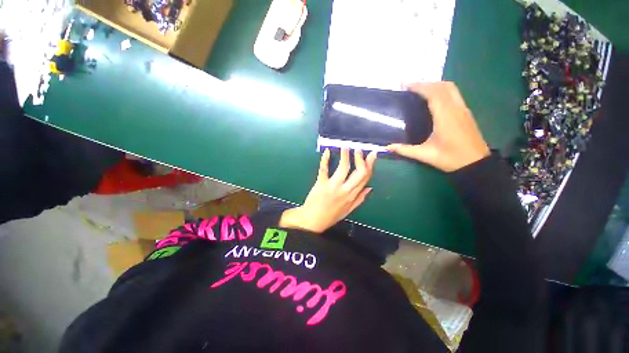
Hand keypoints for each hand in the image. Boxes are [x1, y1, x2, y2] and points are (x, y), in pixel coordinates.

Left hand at [279, 148, 376, 232]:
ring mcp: (333, 186)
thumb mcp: (349, 210)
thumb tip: (370, 188)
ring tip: (346, 147)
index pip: (365, 178)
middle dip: (360, 159)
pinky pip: (324, 169)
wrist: (313, 221)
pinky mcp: (321, 184)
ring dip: (345, 155)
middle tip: (358, 149)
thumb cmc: (331, 216)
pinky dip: (325, 159)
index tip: (371, 155)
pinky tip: (327, 151)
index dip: (370, 165)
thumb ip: (360, 199)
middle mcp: (345, 190)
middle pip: (359, 172)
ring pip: (343, 168)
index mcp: (352, 195)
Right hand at [387, 82, 489, 171]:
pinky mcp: (466, 113)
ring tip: (420, 90)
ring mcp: (463, 109)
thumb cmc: (450, 158)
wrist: (475, 164)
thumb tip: (388, 147)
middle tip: (410, 87)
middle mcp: (455, 109)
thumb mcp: (425, 155)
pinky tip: (434, 98)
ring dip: (435, 85)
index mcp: (445, 117)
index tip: (405, 85)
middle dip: (426, 83)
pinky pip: (454, 94)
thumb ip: (405, 150)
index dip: (419, 86)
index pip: (433, 93)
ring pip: (451, 88)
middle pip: (443, 86)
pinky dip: (442, 90)